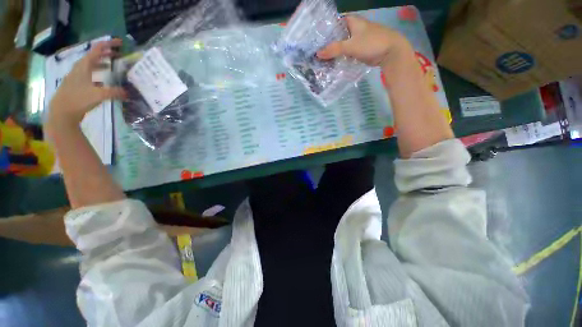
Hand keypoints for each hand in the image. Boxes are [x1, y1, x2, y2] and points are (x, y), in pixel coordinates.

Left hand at [48, 39, 125, 127]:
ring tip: (111, 65)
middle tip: (118, 55)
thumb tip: (128, 93)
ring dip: (101, 63)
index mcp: (84, 66)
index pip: (97, 49)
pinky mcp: (76, 84)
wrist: (62, 112)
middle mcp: (79, 68)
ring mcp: (76, 76)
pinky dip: (97, 73)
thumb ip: (115, 93)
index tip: (120, 43)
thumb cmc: (79, 99)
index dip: (108, 44)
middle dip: (106, 53)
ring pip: (90, 65)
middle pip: (93, 56)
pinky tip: (102, 80)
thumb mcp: (100, 95)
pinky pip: (88, 74)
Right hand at [317, 15, 413, 67]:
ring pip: (341, 45)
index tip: (314, 39)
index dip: (324, 29)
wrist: (390, 52)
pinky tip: (332, 63)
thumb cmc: (371, 43)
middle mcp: (353, 29)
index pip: (334, 22)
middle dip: (327, 43)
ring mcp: (357, 40)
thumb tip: (317, 54)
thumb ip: (334, 49)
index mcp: (352, 21)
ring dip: (333, 51)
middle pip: (337, 35)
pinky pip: (346, 53)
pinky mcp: (359, 50)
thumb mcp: (351, 46)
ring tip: (321, 59)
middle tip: (315, 51)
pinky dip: (340, 57)